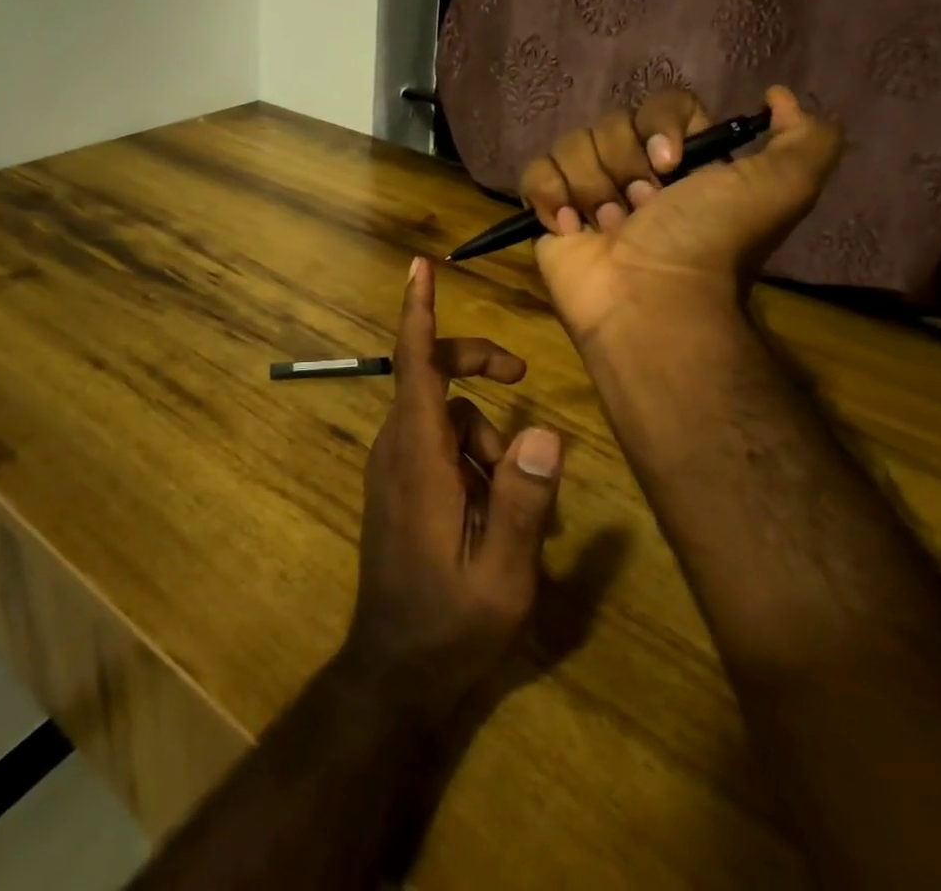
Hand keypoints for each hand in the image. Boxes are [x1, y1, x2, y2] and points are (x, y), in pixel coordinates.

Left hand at [340, 258, 563, 717]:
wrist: (395, 673)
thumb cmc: (450, 623)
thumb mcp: (501, 572)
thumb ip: (523, 501)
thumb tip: (546, 432)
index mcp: (418, 457)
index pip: (414, 365)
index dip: (417, 312)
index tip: (419, 266)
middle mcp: (397, 449)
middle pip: (431, 378)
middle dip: (476, 367)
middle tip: (522, 378)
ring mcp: (394, 468)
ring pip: (443, 416)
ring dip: (484, 437)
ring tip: (513, 499)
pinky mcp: (399, 486)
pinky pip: (437, 445)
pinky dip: (470, 457)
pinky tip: (493, 509)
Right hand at [519, 85, 841, 344]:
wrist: (651, 300)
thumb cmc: (709, 242)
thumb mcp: (782, 187)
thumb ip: (806, 137)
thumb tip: (778, 94)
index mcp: (685, 161)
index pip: (662, 105)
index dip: (659, 127)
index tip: (670, 165)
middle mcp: (636, 171)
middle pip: (611, 124)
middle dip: (624, 166)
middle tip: (642, 210)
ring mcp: (588, 191)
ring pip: (572, 145)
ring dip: (592, 188)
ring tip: (608, 229)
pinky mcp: (548, 211)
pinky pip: (535, 172)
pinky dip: (548, 196)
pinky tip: (568, 228)